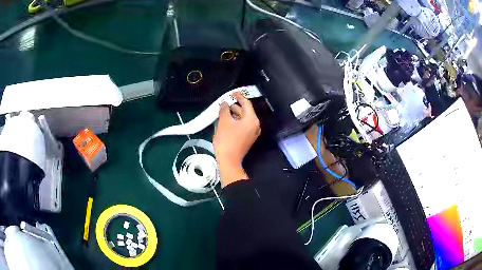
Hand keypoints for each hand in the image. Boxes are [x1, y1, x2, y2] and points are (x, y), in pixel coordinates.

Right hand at [214, 92, 260, 186]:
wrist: (229, 160)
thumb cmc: (227, 140)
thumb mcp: (224, 122)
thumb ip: (224, 109)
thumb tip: (224, 103)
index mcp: (252, 119)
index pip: (246, 103)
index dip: (238, 96)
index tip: (231, 93)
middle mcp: (255, 125)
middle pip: (245, 111)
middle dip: (235, 106)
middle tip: (224, 102)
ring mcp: (252, 132)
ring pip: (243, 119)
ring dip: (234, 114)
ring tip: (223, 111)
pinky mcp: (248, 138)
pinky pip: (243, 126)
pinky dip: (236, 121)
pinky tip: (226, 120)